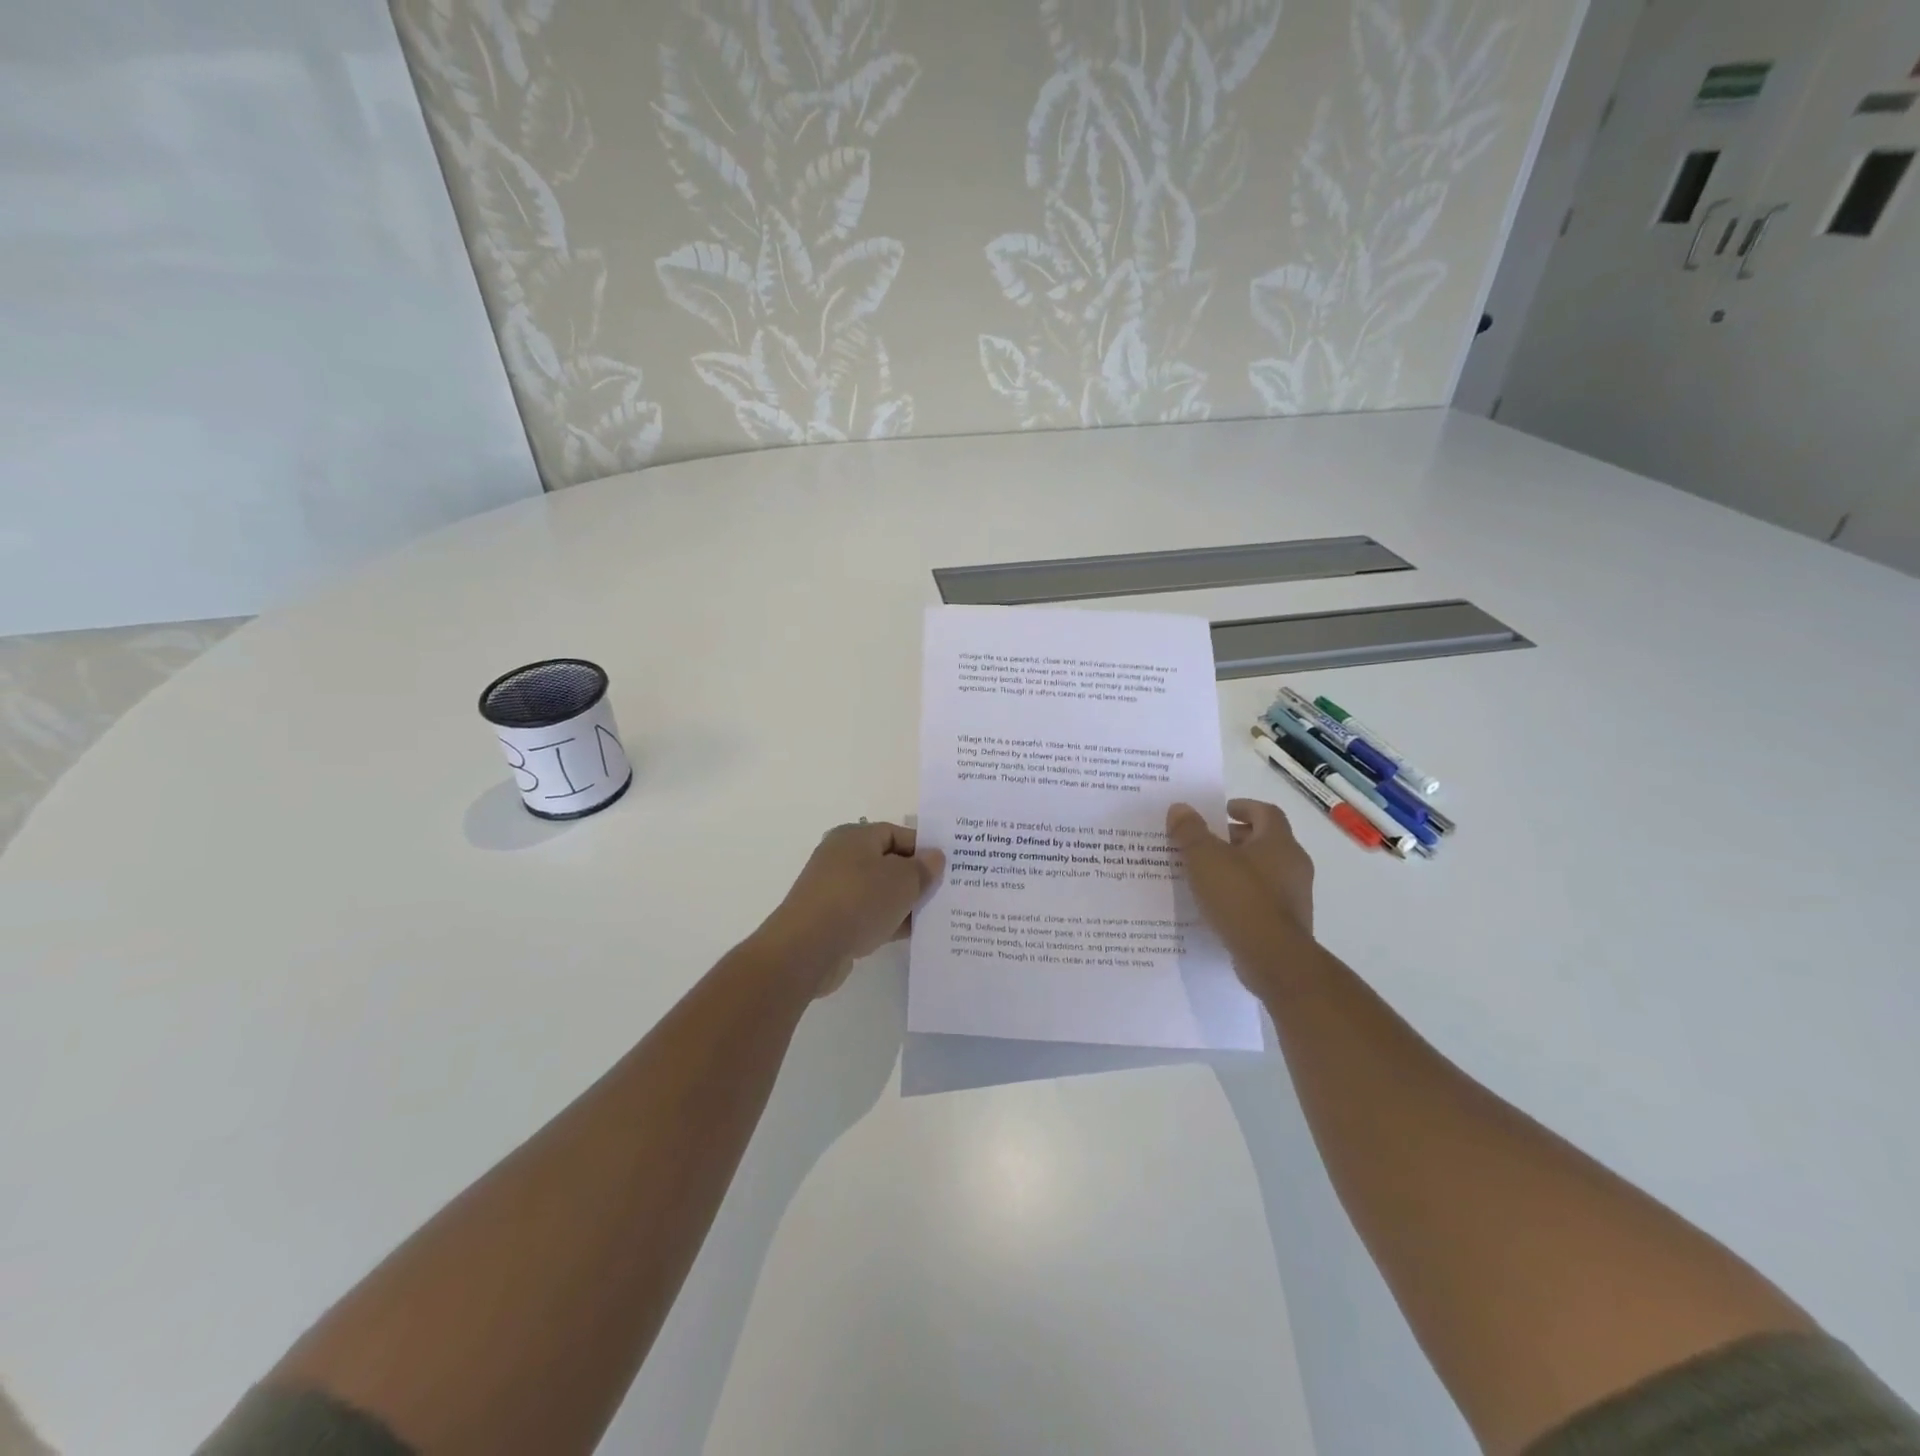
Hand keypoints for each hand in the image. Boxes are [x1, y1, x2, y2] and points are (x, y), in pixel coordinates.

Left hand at [758, 821, 943, 996]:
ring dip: (904, 903)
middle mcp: (841, 858)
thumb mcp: (902, 880)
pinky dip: (889, 922)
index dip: (924, 848)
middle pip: (888, 863)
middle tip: (947, 891)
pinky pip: (869, 915)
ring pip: (880, 892)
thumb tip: (934, 857)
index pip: (897, 833)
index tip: (949, 866)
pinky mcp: (832, 921)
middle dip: (917, 877)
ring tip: (936, 915)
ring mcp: (834, 891)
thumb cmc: (858, 901)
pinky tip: (913, 935)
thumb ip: (923, 868)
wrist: (807, 949)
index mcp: (855, 837)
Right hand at [1167, 800, 1315, 992]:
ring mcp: (1295, 895)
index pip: (1266, 812)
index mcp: (1278, 842)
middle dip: (1236, 839)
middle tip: (1205, 842)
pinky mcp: (1289, 923)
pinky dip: (1242, 895)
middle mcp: (1293, 864)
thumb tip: (1180, 808)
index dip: (1243, 807)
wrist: (1274, 959)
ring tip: (1206, 875)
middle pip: (1265, 841)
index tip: (1221, 811)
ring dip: (1238, 868)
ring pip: (1265, 871)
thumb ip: (1190, 831)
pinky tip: (1218, 905)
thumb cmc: (1240, 898)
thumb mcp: (1204, 858)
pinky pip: (1263, 899)